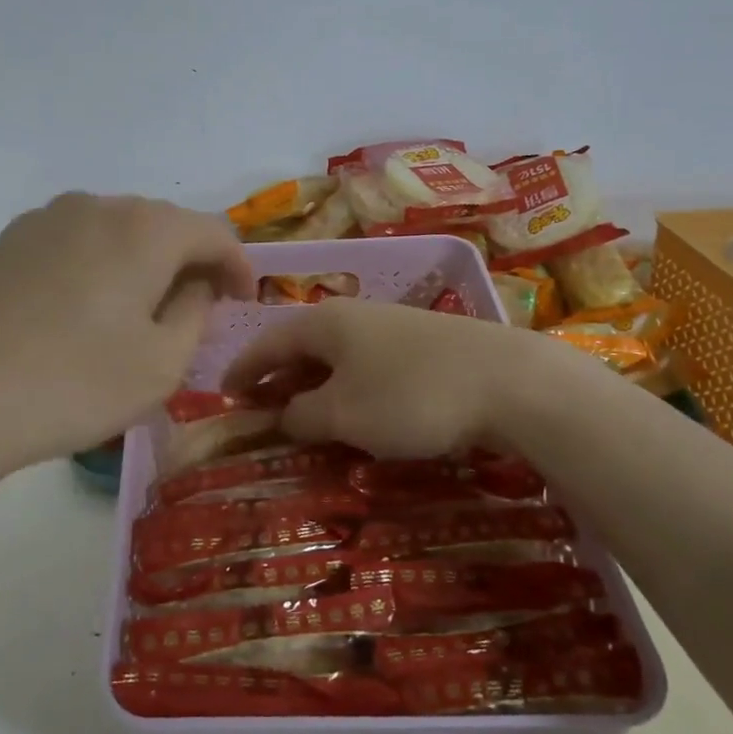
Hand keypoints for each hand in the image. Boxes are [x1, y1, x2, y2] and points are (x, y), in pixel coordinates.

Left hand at [0, 194, 255, 490]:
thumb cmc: (73, 385)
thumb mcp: (162, 364)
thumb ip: (196, 313)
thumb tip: (194, 284)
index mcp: (143, 228)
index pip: (215, 231)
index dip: (239, 266)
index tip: (244, 302)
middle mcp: (95, 206)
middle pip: (164, 225)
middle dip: (190, 263)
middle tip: (198, 311)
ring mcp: (44, 220)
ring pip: (116, 232)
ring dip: (143, 265)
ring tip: (141, 314)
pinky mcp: (7, 243)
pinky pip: (75, 244)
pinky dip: (99, 268)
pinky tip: (86, 312)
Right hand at [222, 298, 604, 457]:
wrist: (510, 381)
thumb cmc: (411, 396)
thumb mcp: (343, 413)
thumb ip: (301, 414)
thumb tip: (283, 414)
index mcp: (325, 322)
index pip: (268, 342)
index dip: (242, 370)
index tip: (222, 396)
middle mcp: (355, 315)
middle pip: (302, 346)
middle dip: (278, 379)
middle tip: (259, 413)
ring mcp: (393, 327)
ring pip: (338, 357)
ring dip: (314, 386)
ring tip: (303, 418)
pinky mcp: (426, 345)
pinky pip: (369, 366)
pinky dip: (349, 389)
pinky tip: (358, 413)